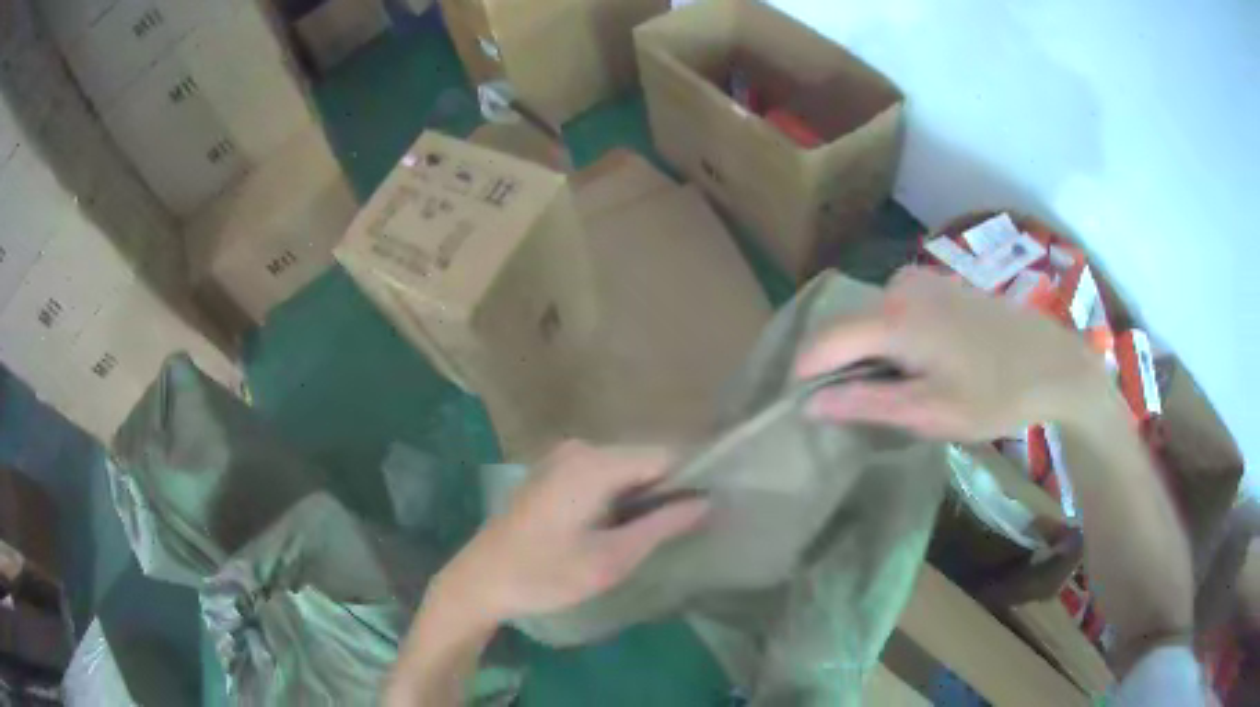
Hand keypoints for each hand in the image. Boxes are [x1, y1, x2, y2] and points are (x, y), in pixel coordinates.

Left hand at [434, 440, 708, 623]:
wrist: (480, 581)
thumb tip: (708, 502)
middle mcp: (580, 448)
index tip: (707, 513)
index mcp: (594, 463)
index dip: (692, 482)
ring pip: (625, 469)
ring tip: (649, 536)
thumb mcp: (610, 559)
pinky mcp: (553, 472)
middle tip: (678, 534)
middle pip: (645, 460)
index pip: (666, 456)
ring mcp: (562, 458)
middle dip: (667, 492)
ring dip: (643, 498)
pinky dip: (619, 497)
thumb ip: (662, 526)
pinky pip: (603, 475)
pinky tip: (616, 529)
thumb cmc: (544, 575)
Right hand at [795, 267, 1115, 440]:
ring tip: (898, 393)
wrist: (1053, 363)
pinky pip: (894, 311)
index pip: (823, 342)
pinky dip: (892, 340)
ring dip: (870, 356)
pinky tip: (921, 366)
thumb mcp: (929, 411)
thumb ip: (866, 403)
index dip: (806, 376)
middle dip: (843, 367)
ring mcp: (920, 281)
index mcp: (893, 317)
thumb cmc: (995, 394)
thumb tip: (810, 404)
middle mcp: (898, 286)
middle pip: (846, 328)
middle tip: (863, 411)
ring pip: (870, 320)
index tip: (805, 410)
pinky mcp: (938, 285)